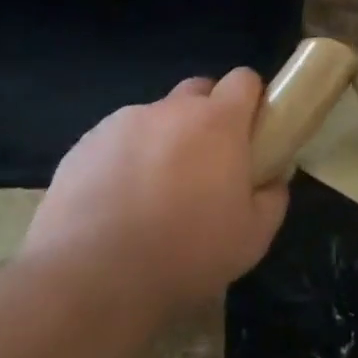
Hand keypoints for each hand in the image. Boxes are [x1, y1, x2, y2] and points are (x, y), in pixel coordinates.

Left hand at [19, 68, 288, 315]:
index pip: (244, 80)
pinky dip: (124, 160)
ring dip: (163, 141)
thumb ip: (272, 197)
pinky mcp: (84, 145)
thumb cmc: (186, 254)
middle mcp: (170, 110)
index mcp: (217, 122)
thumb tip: (273, 177)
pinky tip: (116, 204)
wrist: (91, 278)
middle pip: (198, 91)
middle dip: (207, 116)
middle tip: (206, 164)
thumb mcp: (252, 238)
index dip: (251, 101)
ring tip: (154, 194)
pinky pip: (116, 141)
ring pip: (154, 118)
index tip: (251, 134)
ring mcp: (122, 123)